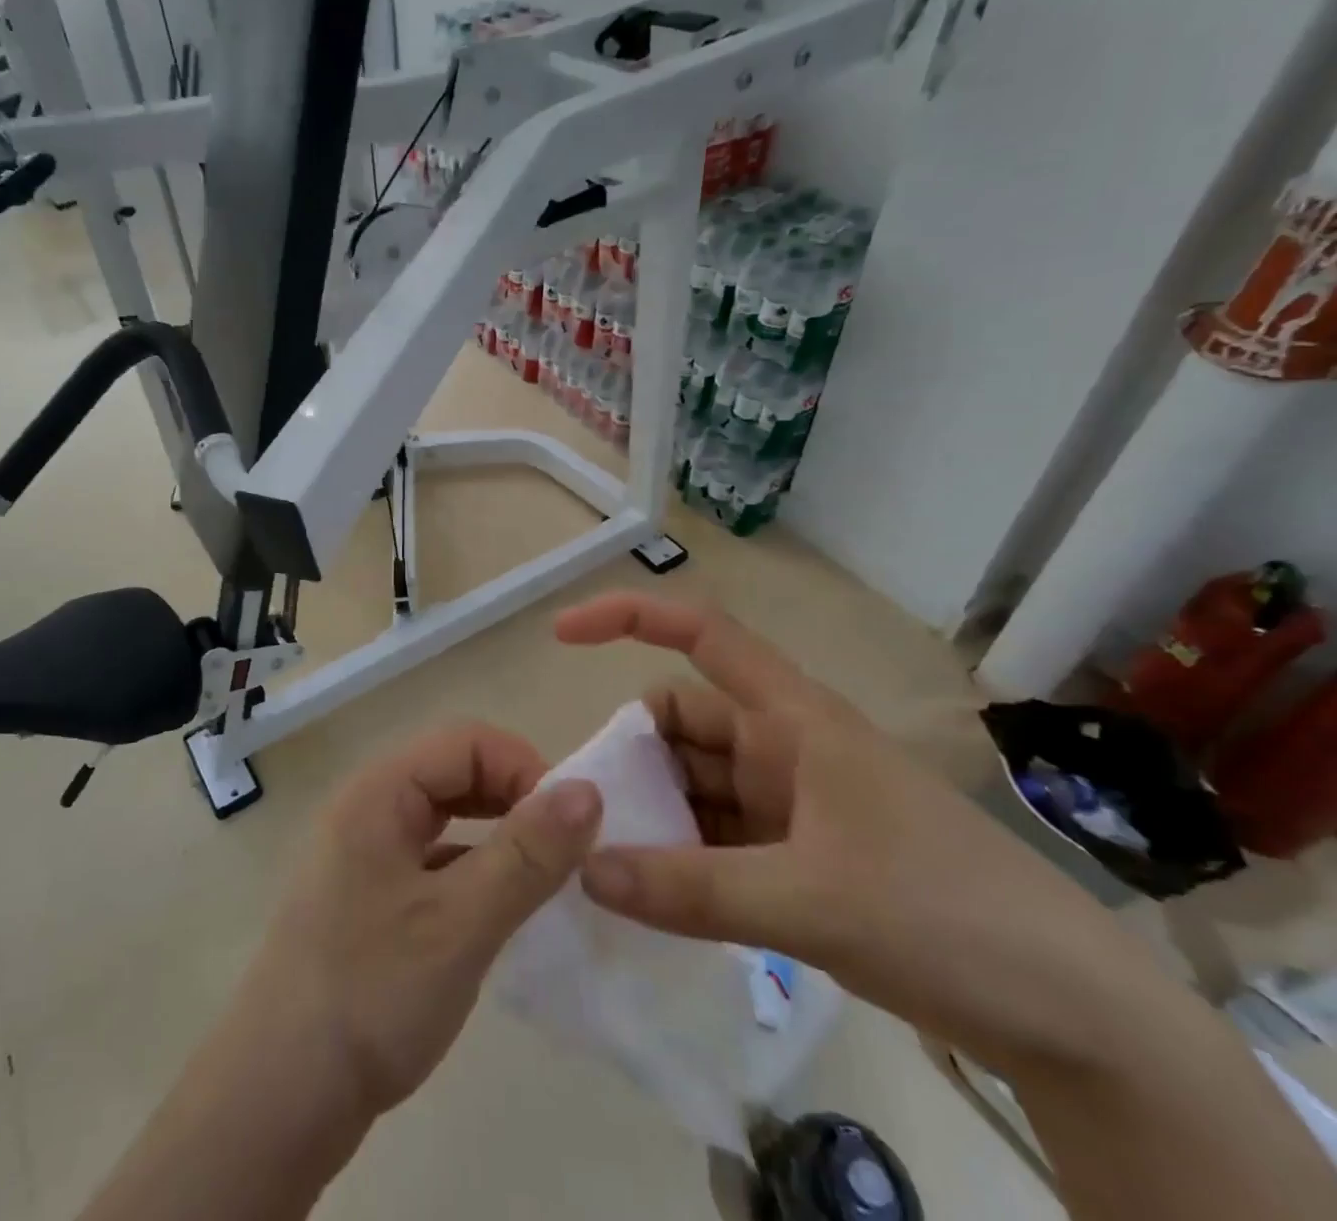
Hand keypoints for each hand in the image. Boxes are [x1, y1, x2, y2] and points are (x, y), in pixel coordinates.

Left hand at [242, 721, 601, 1116]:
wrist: (278, 1098)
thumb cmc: (370, 995)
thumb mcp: (460, 923)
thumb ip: (526, 854)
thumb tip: (587, 790)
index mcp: (378, 791)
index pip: (464, 741)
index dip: (523, 768)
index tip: (572, 826)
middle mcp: (368, 808)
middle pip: (454, 772)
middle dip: (514, 798)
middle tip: (563, 851)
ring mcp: (365, 854)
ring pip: (446, 817)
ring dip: (497, 835)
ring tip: (543, 878)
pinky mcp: (371, 898)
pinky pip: (434, 860)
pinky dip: (474, 871)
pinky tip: (501, 911)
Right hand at [557, 592, 1185, 1076]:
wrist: (1075, 1021)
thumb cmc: (948, 917)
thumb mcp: (811, 901)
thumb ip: (690, 889)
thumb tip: (585, 870)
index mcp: (793, 719)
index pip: (702, 635)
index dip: (629, 617)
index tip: (563, 634)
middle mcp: (782, 747)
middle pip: (680, 722)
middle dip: (629, 756)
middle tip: (581, 812)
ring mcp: (788, 803)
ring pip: (692, 785)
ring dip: (650, 813)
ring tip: (602, 861)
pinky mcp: (796, 856)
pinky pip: (713, 838)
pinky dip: (678, 858)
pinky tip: (646, 894)